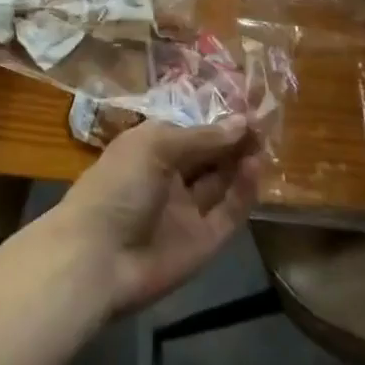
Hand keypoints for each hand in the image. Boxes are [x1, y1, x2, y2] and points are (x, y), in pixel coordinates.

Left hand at [50, 119, 261, 314]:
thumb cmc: (119, 184)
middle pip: (210, 155)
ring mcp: (187, 210)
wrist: (99, 256)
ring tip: (265, 142)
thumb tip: (241, 121)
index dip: (217, 121)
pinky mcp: (203, 242)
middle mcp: (171, 176)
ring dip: (241, 162)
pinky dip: (243, 192)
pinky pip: (228, 213)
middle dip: (234, 139)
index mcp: (153, 147)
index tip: (248, 108)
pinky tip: (255, 168)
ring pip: (221, 182)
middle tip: (264, 123)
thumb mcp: (156, 146)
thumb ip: (201, 137)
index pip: (192, 129)